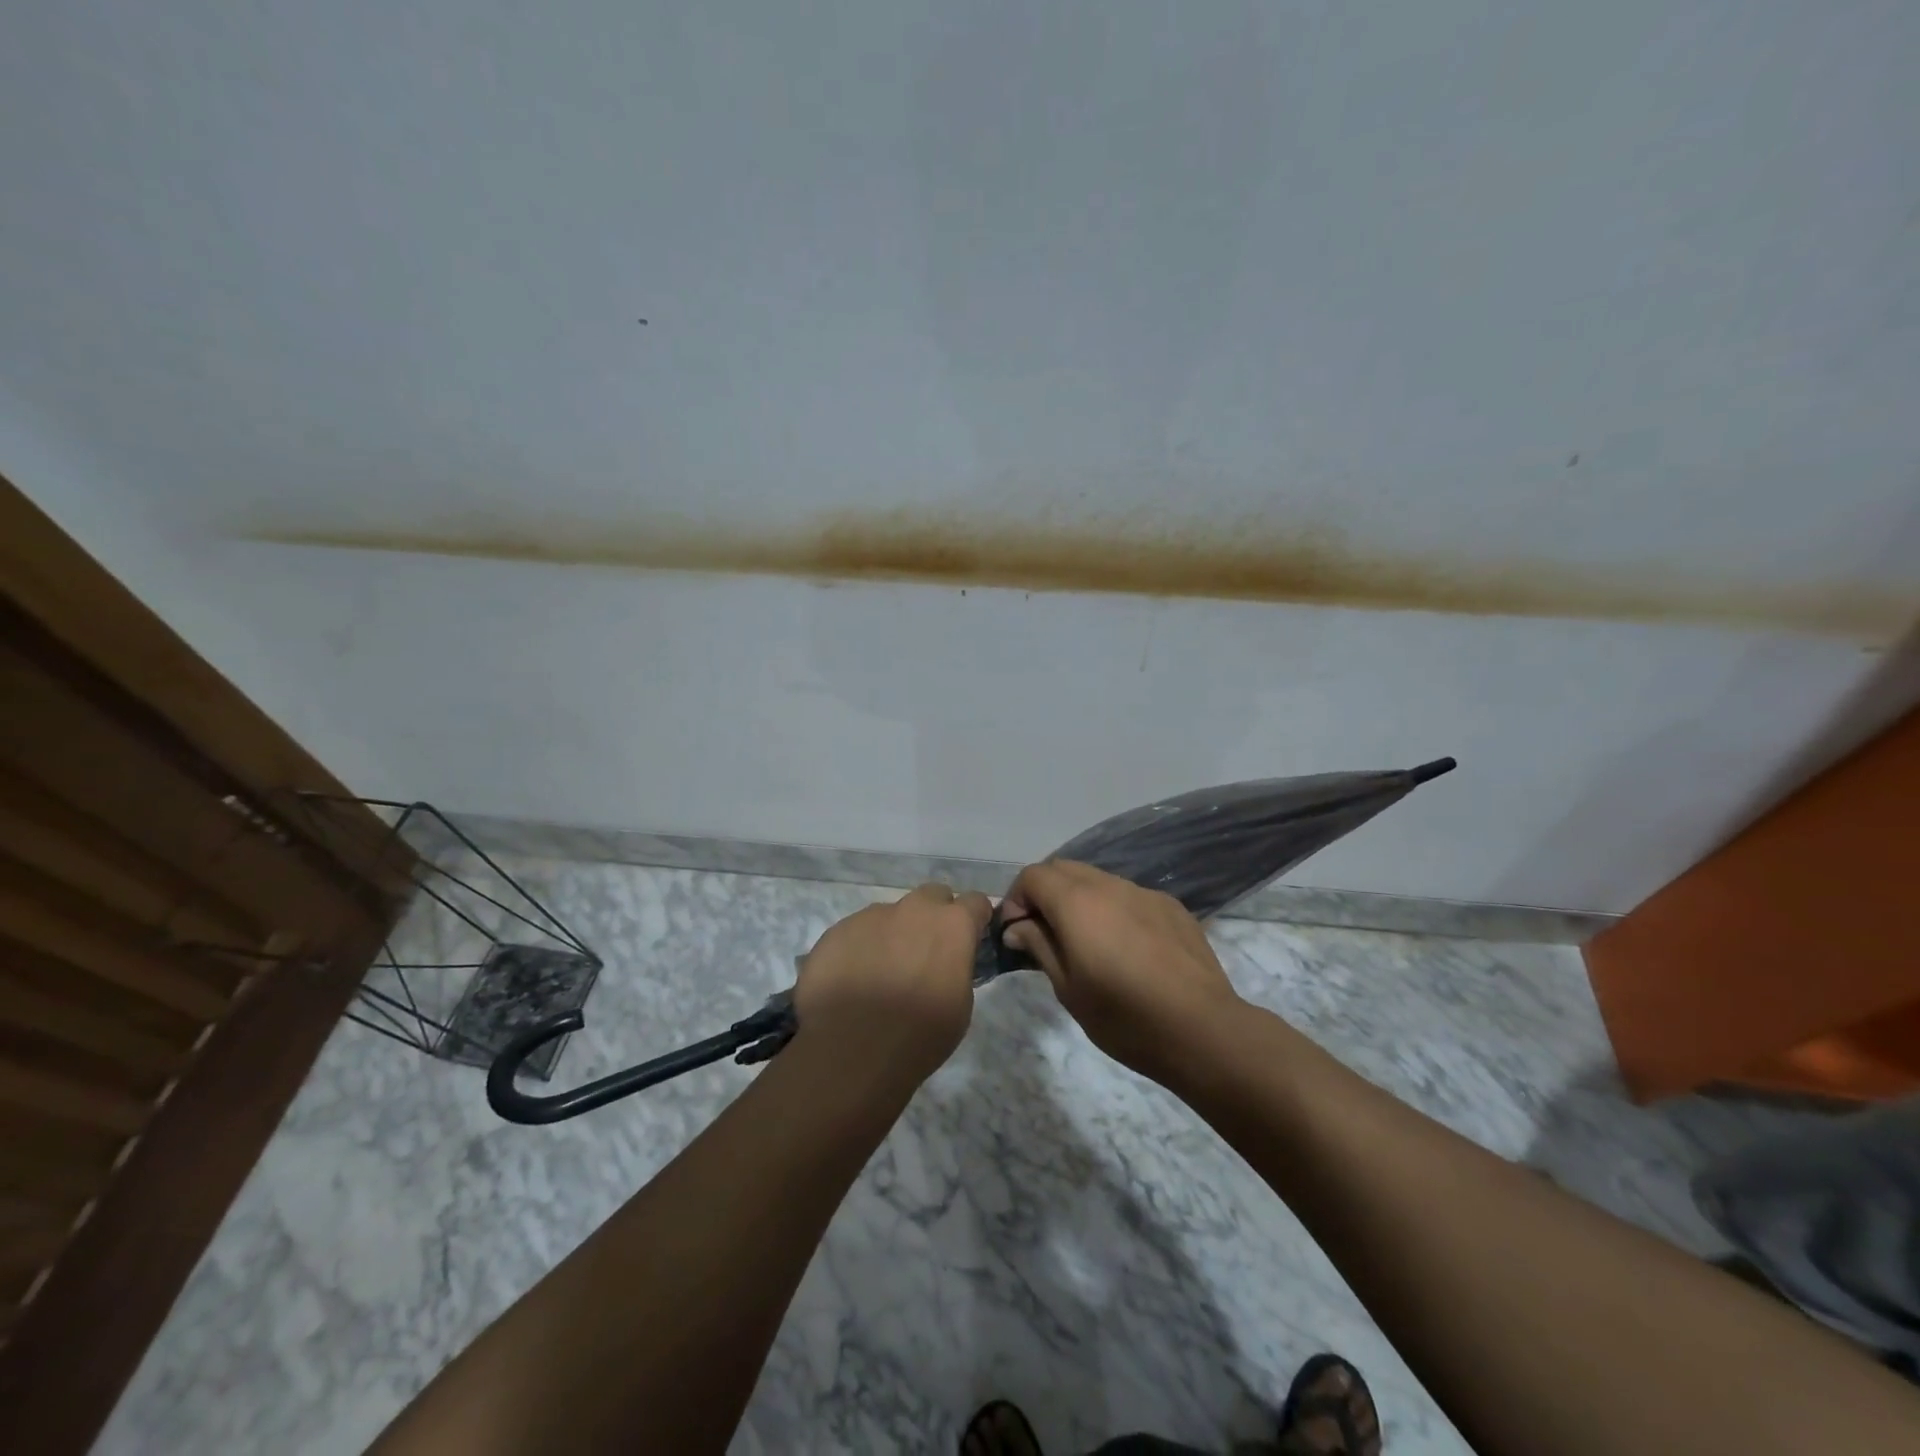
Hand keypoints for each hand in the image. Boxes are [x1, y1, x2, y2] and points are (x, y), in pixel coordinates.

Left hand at [794, 883, 991, 1083]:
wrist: (852, 1049)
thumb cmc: (919, 1035)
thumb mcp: (961, 1006)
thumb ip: (958, 967)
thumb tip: (948, 962)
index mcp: (951, 925)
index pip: (976, 901)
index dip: (975, 920)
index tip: (970, 939)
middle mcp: (913, 909)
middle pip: (933, 896)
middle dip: (935, 916)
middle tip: (927, 952)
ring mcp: (872, 915)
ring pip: (892, 913)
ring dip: (895, 933)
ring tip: (883, 972)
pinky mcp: (838, 929)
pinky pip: (858, 930)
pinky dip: (862, 947)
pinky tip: (854, 979)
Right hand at [1000, 860, 1243, 1088]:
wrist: (1202, 1030)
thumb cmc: (1124, 1017)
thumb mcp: (1068, 989)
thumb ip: (1039, 946)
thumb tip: (1017, 926)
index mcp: (1077, 902)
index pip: (1033, 876)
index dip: (1016, 898)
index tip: (1015, 932)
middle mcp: (1109, 885)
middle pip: (1063, 868)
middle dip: (1044, 892)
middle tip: (1043, 932)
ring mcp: (1144, 892)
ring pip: (1098, 879)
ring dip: (1079, 899)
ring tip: (1084, 941)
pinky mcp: (1171, 906)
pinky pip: (1129, 895)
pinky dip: (1112, 909)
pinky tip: (1125, 947)